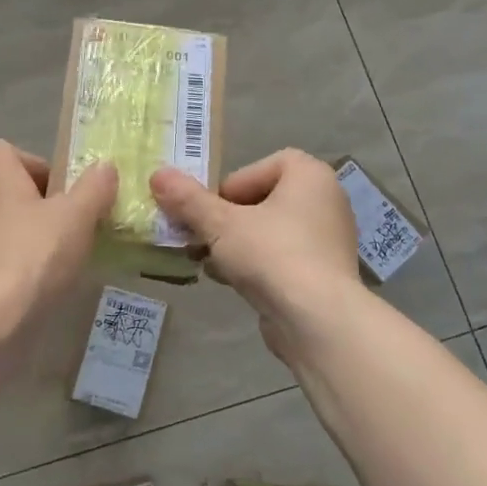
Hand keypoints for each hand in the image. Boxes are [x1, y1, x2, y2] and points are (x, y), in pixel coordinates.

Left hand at [0, 140, 116, 331]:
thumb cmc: (34, 256)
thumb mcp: (76, 217)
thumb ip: (94, 189)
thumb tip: (104, 166)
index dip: (31, 159)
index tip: (60, 183)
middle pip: (10, 190)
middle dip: (44, 202)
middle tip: (76, 221)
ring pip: (9, 226)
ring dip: (37, 236)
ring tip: (70, 255)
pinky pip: (5, 260)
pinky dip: (27, 267)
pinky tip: (51, 285)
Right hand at [151, 150, 361, 359]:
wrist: (318, 320)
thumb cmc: (272, 254)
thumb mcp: (220, 223)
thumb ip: (188, 199)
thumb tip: (158, 174)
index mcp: (310, 176)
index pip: (265, 165)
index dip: (233, 184)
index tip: (213, 208)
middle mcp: (326, 202)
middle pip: (265, 199)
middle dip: (229, 218)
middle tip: (204, 236)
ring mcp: (328, 241)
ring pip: (271, 232)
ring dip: (238, 243)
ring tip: (210, 261)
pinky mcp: (325, 275)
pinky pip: (284, 259)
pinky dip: (258, 265)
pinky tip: (231, 282)